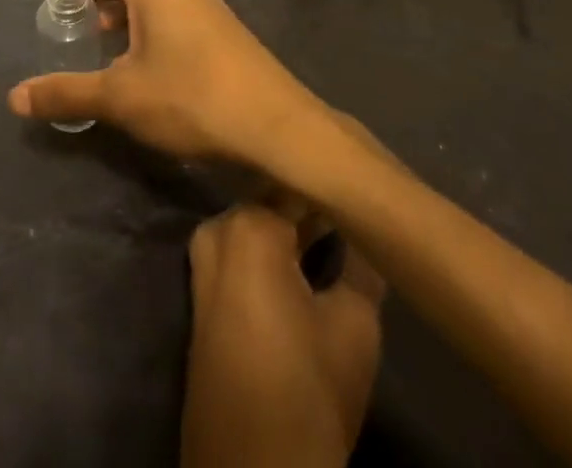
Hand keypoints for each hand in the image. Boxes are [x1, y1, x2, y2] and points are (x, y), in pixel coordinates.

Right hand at [7, 0, 324, 166]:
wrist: (275, 124)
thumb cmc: (190, 97)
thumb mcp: (120, 97)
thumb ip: (67, 93)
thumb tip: (15, 97)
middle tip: (72, 6)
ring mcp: (207, 4)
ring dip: (125, 4)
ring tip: (102, 32)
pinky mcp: (223, 29)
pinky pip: (174, 9)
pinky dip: (148, 19)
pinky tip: (143, 56)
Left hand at [183, 203, 384, 467]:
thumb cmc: (308, 391)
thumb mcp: (355, 325)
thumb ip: (362, 263)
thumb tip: (368, 228)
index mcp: (249, 225)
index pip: (297, 184)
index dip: (330, 184)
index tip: (358, 179)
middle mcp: (218, 229)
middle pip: (272, 201)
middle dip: (310, 203)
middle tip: (351, 203)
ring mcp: (204, 261)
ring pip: (256, 227)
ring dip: (291, 229)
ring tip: (336, 226)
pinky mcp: (202, 294)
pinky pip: (241, 253)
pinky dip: (271, 251)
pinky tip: (306, 258)